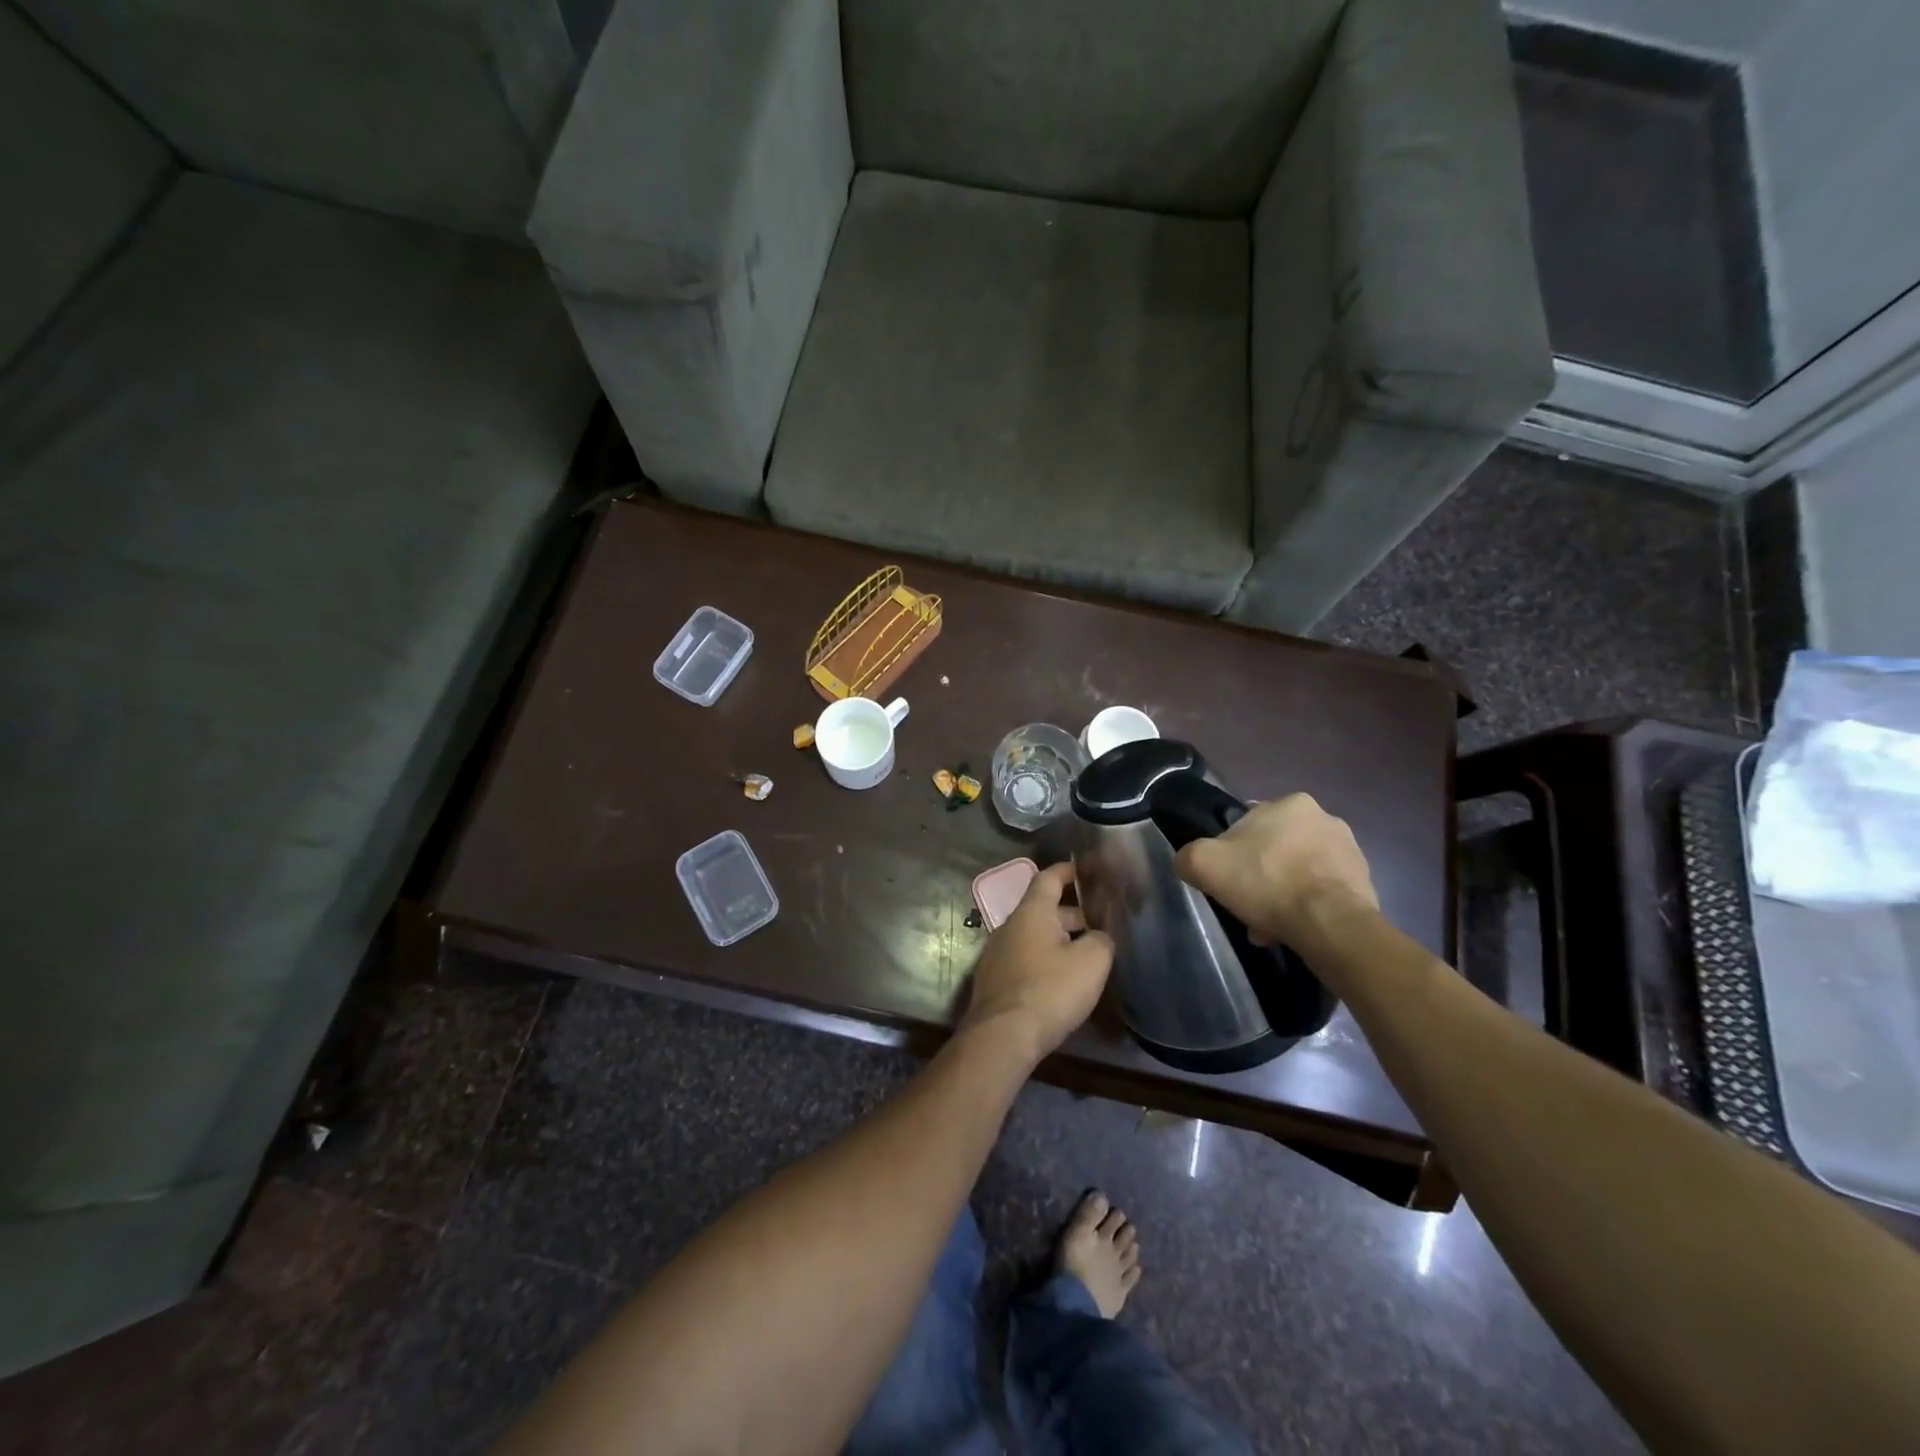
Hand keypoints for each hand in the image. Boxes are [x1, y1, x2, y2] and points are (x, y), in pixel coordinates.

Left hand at [960, 862, 1113, 1064]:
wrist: (1002, 1036)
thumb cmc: (1049, 990)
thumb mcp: (1091, 962)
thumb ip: (1102, 941)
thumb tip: (1100, 937)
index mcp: (1031, 912)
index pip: (1048, 878)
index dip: (1068, 871)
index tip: (1085, 870)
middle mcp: (1009, 926)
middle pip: (1043, 910)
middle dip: (1072, 915)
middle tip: (1100, 926)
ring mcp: (997, 954)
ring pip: (1034, 937)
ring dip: (1059, 941)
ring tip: (1086, 956)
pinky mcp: (994, 981)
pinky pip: (1024, 959)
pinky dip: (1044, 961)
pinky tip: (1061, 981)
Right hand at [1175, 794, 1378, 948]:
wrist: (1330, 924)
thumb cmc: (1267, 882)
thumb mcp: (1205, 864)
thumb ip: (1188, 856)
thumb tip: (1188, 861)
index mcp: (1291, 803)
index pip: (1248, 824)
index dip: (1232, 853)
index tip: (1228, 880)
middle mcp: (1325, 818)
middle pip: (1276, 849)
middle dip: (1261, 876)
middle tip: (1247, 906)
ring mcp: (1350, 851)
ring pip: (1299, 872)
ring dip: (1283, 893)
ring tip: (1271, 926)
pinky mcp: (1365, 882)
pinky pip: (1323, 892)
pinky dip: (1307, 907)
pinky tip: (1294, 930)